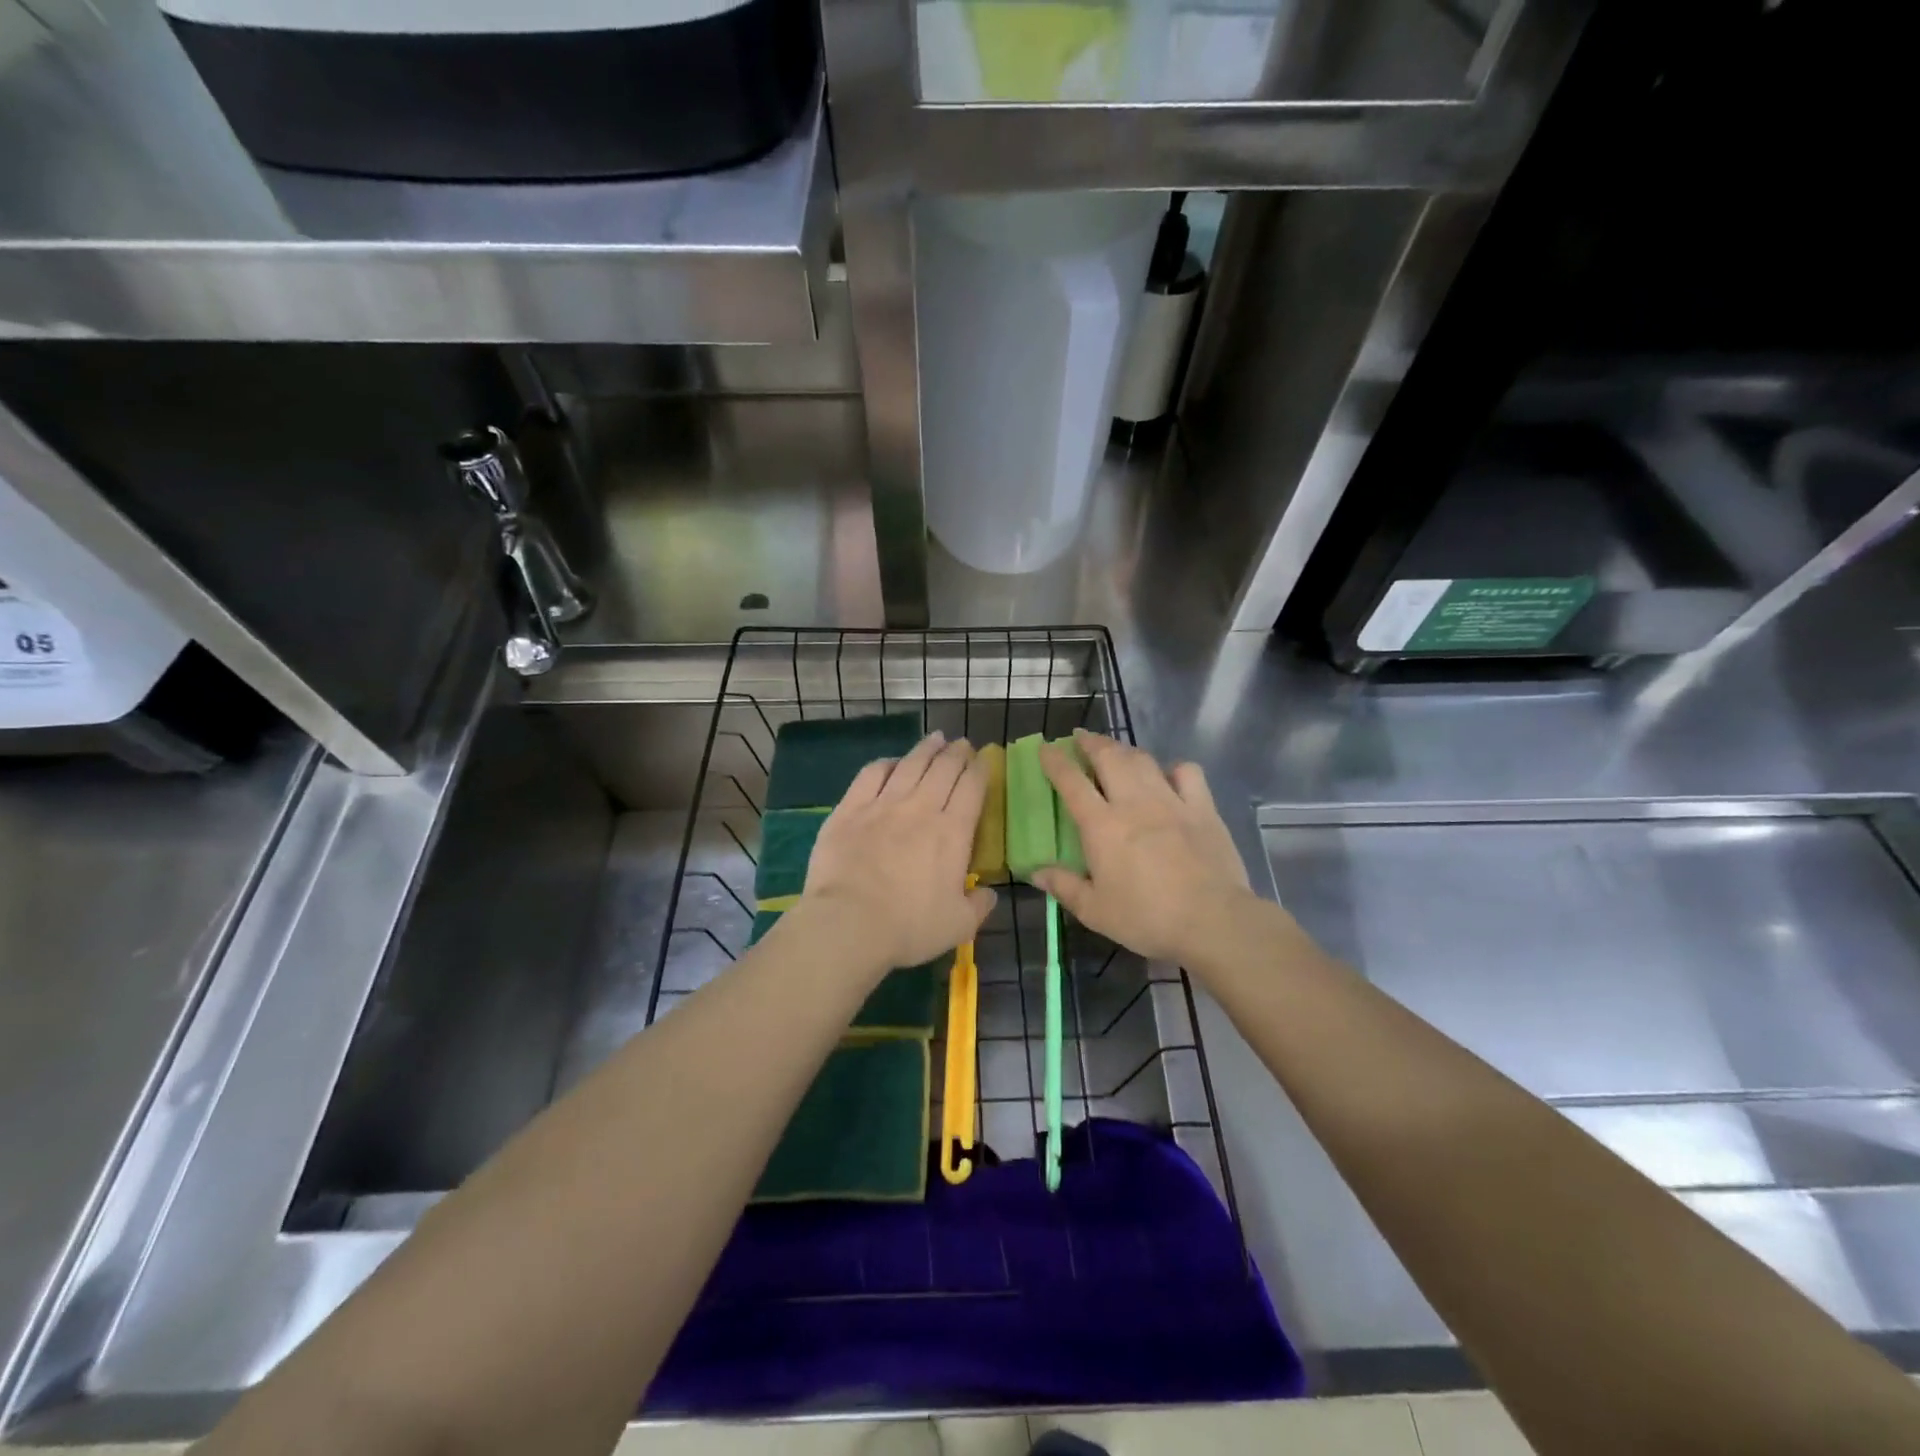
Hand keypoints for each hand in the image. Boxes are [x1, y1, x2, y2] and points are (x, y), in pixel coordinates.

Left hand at [801, 731, 996, 972]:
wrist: (848, 923)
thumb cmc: (909, 926)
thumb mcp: (959, 926)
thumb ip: (979, 905)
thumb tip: (989, 893)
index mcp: (953, 832)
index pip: (972, 787)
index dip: (980, 769)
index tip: (984, 760)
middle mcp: (921, 808)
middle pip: (944, 768)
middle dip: (957, 752)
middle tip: (962, 744)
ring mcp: (883, 804)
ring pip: (910, 764)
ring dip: (926, 748)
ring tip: (936, 739)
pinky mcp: (850, 809)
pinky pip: (871, 774)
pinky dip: (886, 763)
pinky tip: (892, 762)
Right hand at [1036, 730, 1255, 965]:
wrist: (1212, 920)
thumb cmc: (1146, 918)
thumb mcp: (1095, 911)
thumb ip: (1064, 887)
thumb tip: (1035, 872)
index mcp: (1102, 825)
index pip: (1071, 781)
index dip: (1055, 761)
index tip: (1046, 748)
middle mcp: (1133, 802)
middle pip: (1109, 757)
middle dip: (1091, 742)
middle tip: (1081, 738)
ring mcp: (1171, 801)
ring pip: (1143, 759)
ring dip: (1125, 750)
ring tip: (1116, 751)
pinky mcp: (1203, 808)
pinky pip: (1187, 773)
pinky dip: (1173, 768)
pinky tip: (1169, 776)